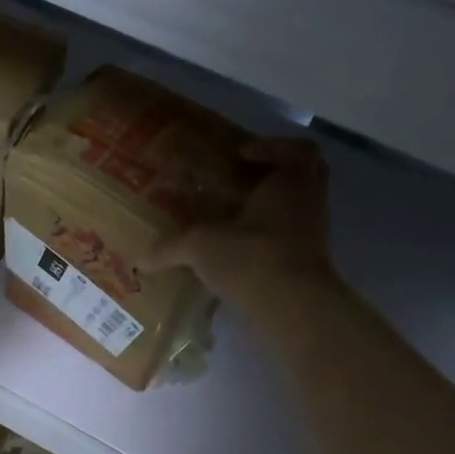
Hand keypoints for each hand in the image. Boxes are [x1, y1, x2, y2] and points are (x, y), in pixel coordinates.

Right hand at [144, 138, 336, 303]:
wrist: (293, 307)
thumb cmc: (252, 257)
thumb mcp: (201, 246)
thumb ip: (171, 247)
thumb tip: (140, 259)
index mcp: (292, 181)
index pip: (297, 148)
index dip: (270, 146)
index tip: (241, 155)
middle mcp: (310, 201)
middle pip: (306, 174)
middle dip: (276, 174)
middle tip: (243, 182)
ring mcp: (314, 234)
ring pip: (297, 209)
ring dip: (271, 210)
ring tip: (235, 221)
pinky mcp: (309, 263)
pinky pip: (291, 239)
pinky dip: (269, 241)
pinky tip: (240, 254)